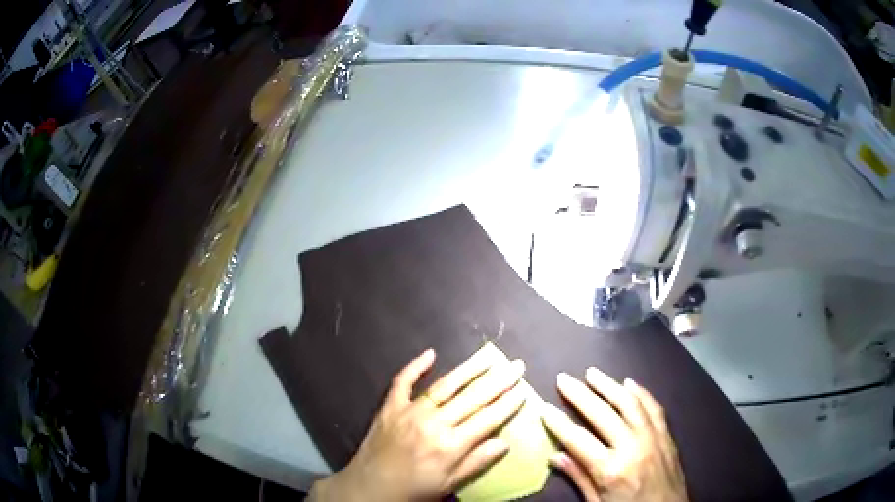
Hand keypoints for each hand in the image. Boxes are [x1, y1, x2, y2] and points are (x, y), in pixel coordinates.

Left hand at [310, 348, 526, 501]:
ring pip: (445, 386)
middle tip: (516, 365)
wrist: (369, 488)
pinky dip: (415, 367)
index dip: (507, 404)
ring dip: (468, 369)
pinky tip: (430, 353)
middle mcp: (433, 424)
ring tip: (488, 356)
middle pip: (472, 398)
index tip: (523, 388)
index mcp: (450, 446)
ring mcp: (410, 412)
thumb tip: (505, 443)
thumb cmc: (414, 490)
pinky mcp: (390, 407)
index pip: (487, 419)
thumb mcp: (449, 484)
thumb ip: (477, 462)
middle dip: (498, 380)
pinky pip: (402, 382)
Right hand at [541, 368, 686, 501]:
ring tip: (592, 373)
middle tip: (564, 378)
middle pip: (602, 414)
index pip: (578, 440)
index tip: (544, 407)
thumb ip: (579, 478)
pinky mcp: (667, 435)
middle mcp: (633, 447)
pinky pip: (654, 407)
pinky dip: (641, 393)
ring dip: (609, 385)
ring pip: (629, 403)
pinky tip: (629, 383)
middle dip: (580, 395)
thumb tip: (555, 456)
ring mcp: (653, 437)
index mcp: (611, 470)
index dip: (558, 423)